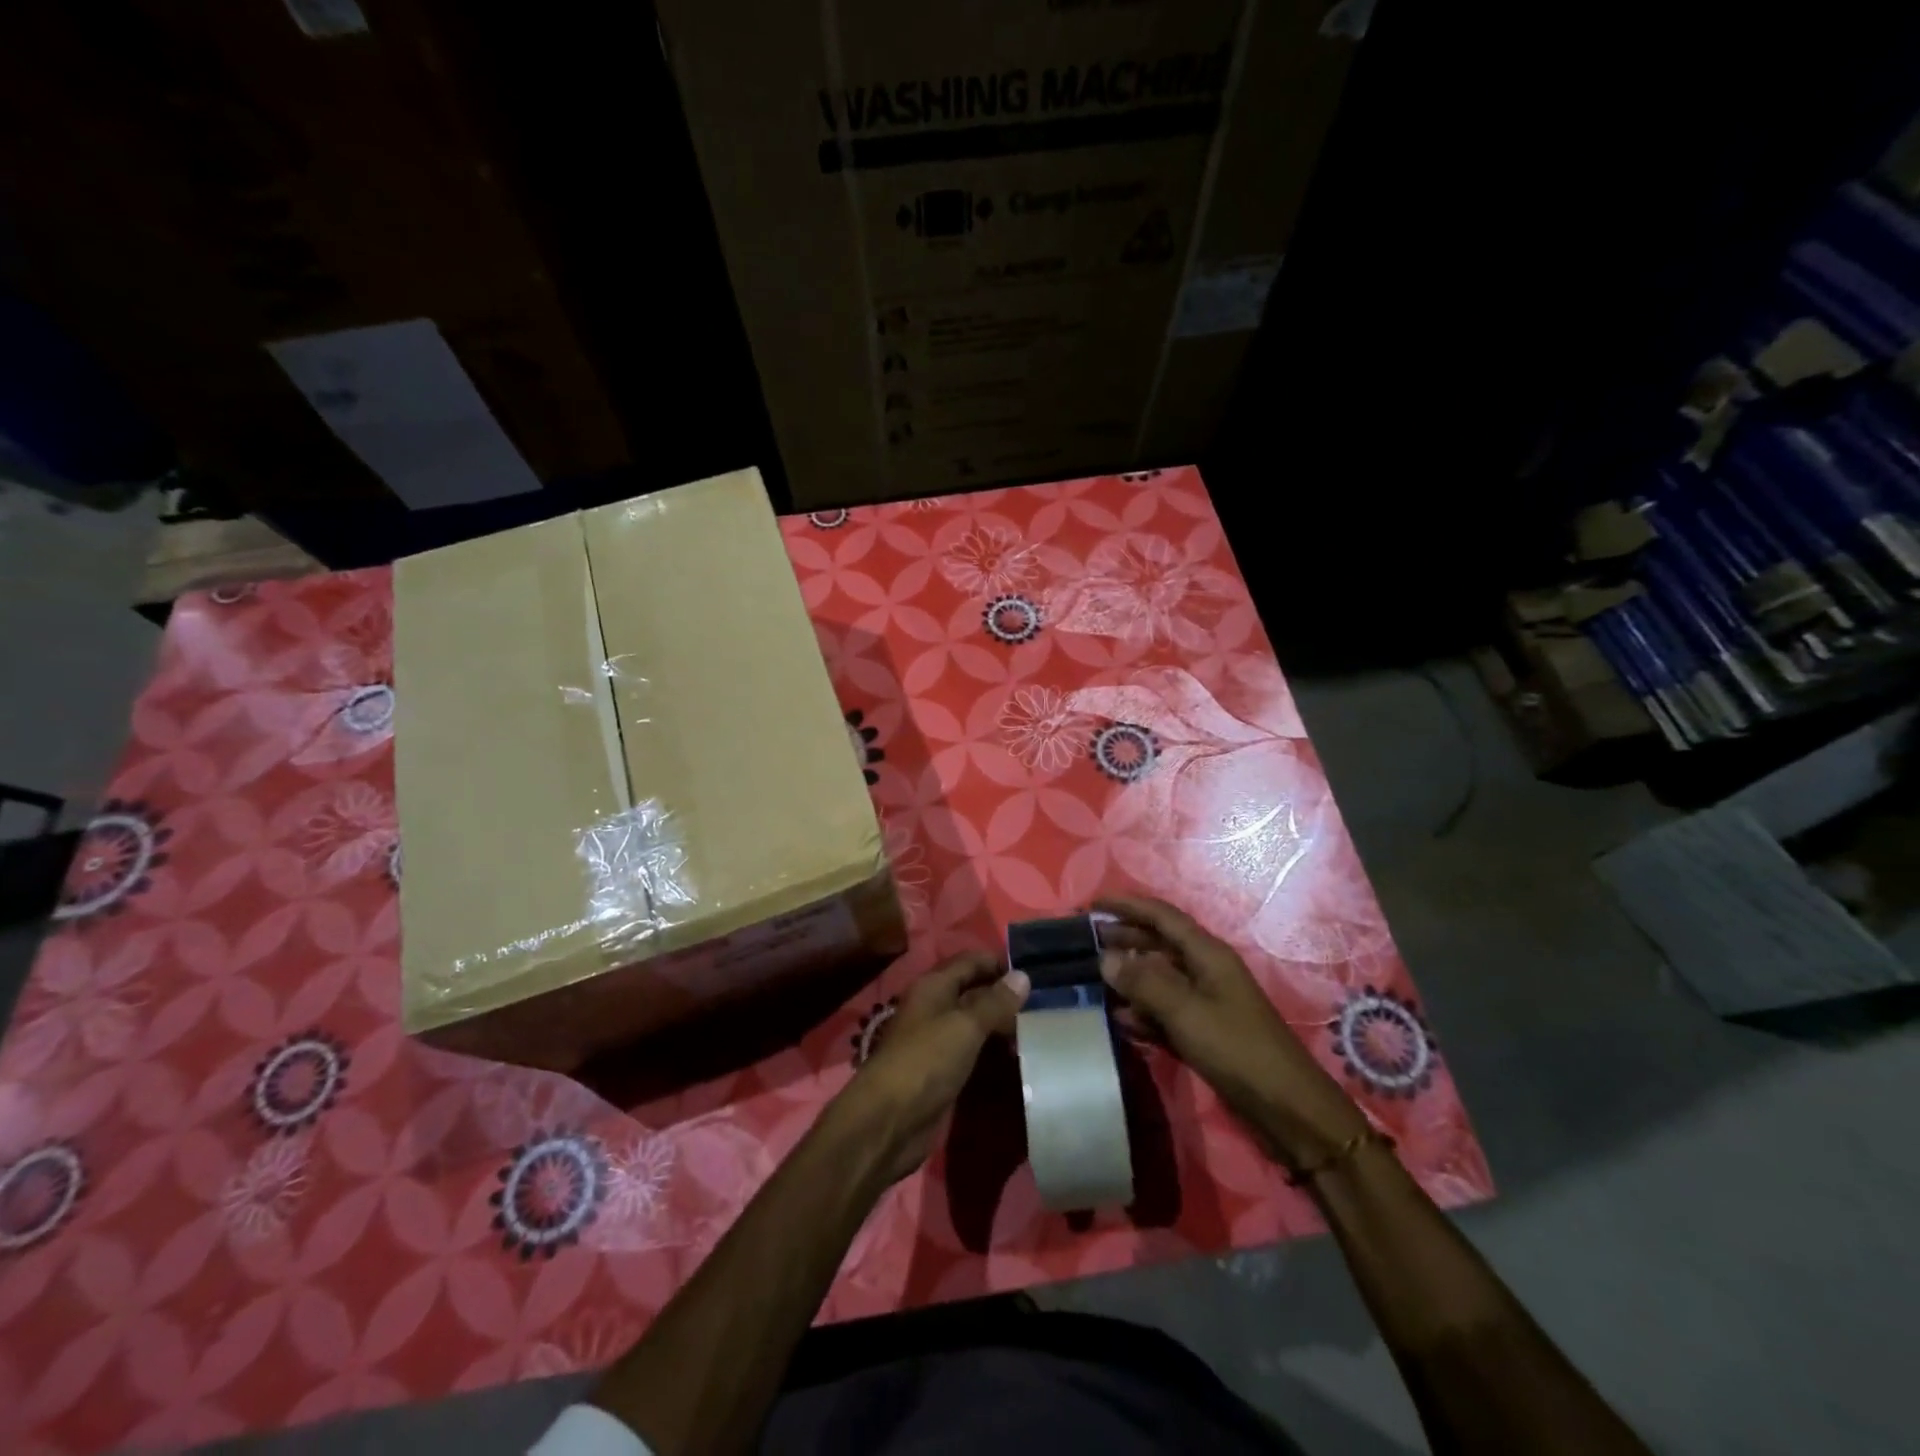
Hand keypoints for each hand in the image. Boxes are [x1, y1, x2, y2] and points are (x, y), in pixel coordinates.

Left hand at [832, 952, 1030, 1184]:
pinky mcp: (942, 1071)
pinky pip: (973, 1051)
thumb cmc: (926, 1062)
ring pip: (975, 1023)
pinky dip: (993, 1051)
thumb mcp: (965, 1026)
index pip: (971, 961)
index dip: (1000, 963)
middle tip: (1045, 1005)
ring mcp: (937, 1041)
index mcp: (934, 986)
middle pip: (974, 991)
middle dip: (1005, 996)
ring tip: (1040, 1030)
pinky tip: (1019, 1057)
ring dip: (1002, 1025)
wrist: (889, 1122)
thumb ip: (995, 1002)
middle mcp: (935, 1007)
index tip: (1037, 974)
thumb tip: (1023, 975)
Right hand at [1095, 895, 1367, 1168]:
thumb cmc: (1237, 1049)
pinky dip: (1143, 1012)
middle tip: (1087, 942)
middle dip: (1124, 939)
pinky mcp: (1204, 1032)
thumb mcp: (1186, 1012)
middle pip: (1159, 944)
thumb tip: (1106, 957)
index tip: (1092, 904)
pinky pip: (1165, 1011)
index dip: (1127, 906)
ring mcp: (1206, 1002)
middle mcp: (1206, 970)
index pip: (1162, 916)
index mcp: (1208, 954)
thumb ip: (1144, 982)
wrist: (1287, 1109)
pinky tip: (1120, 1020)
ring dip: (1130, 978)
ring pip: (1160, 979)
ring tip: (1095, 981)